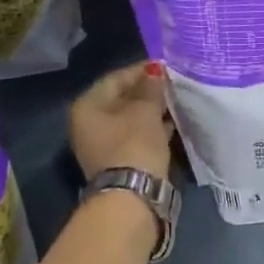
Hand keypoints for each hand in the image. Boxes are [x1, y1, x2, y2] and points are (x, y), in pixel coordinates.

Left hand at [71, 62, 174, 181]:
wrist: (132, 196)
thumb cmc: (134, 144)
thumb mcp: (145, 110)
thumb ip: (151, 87)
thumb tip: (154, 71)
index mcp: (87, 106)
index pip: (116, 78)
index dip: (142, 70)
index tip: (166, 67)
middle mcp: (88, 124)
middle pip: (121, 99)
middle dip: (148, 91)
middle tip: (173, 85)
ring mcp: (102, 145)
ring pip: (130, 119)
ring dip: (151, 111)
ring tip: (176, 102)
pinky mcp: (118, 161)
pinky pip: (135, 136)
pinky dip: (151, 129)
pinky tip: (171, 123)